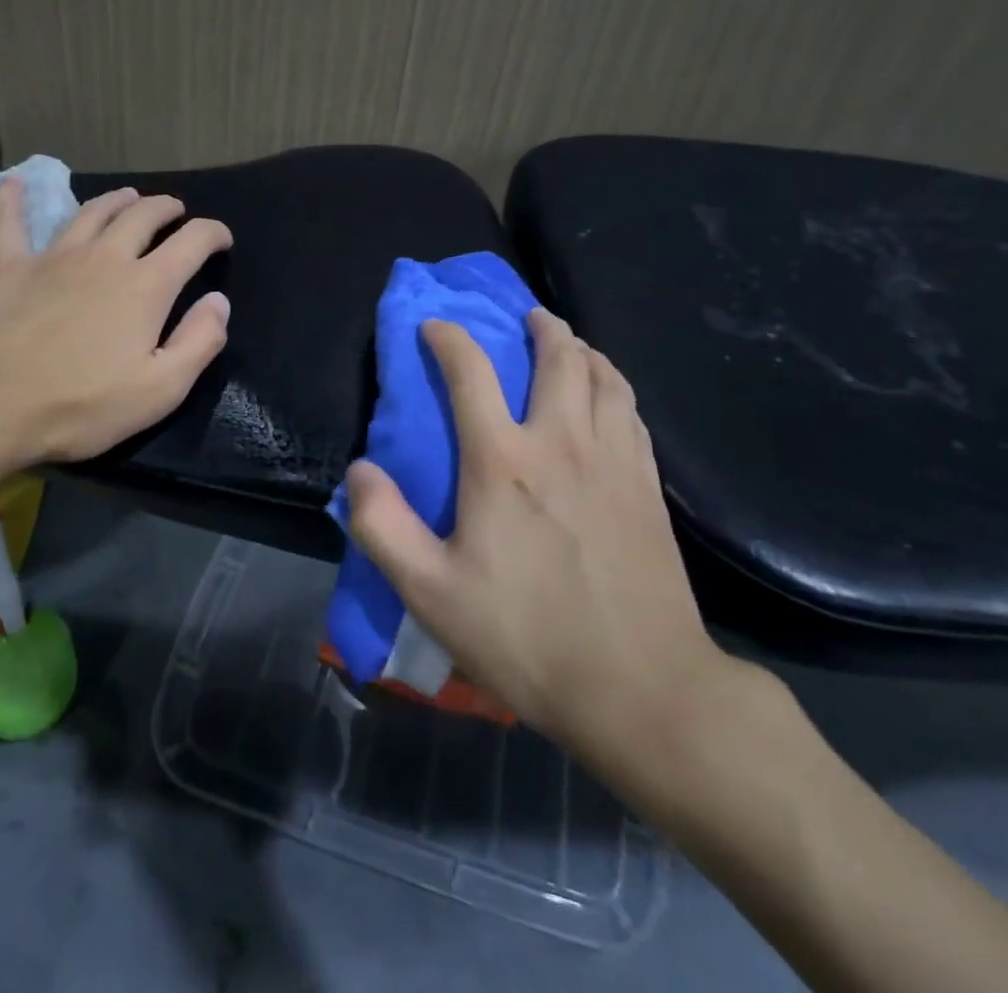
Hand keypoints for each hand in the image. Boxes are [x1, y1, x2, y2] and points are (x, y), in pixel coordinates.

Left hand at [0, 179, 232, 467]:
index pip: (192, 242)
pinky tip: (14, 183)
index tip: (222, 239)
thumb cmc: (83, 406)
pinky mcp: (8, 267)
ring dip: (116, 200)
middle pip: (143, 216)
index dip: (213, 234)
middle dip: (167, 209)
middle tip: (176, 213)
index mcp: (146, 286)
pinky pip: (8, 224)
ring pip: (91, 212)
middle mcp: (105, 258)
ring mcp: (53, 257)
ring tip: (129, 197)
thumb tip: (218, 301)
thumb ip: (199, 342)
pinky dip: (12, 200)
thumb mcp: (160, 390)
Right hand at [345, 309, 743, 806]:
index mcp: (503, 461)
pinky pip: (631, 411)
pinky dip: (614, 386)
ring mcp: (614, 460)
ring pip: (604, 376)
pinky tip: (608, 397)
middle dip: (541, 327)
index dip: (449, 338)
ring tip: (570, 345)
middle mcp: (562, 442)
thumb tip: (359, 470)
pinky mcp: (649, 486)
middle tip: (526, 318)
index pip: (470, 371)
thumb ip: (383, 526)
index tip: (434, 328)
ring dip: (583, 349)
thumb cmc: (527, 638)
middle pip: (559, 356)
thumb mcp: (431, 594)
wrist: (643, 689)